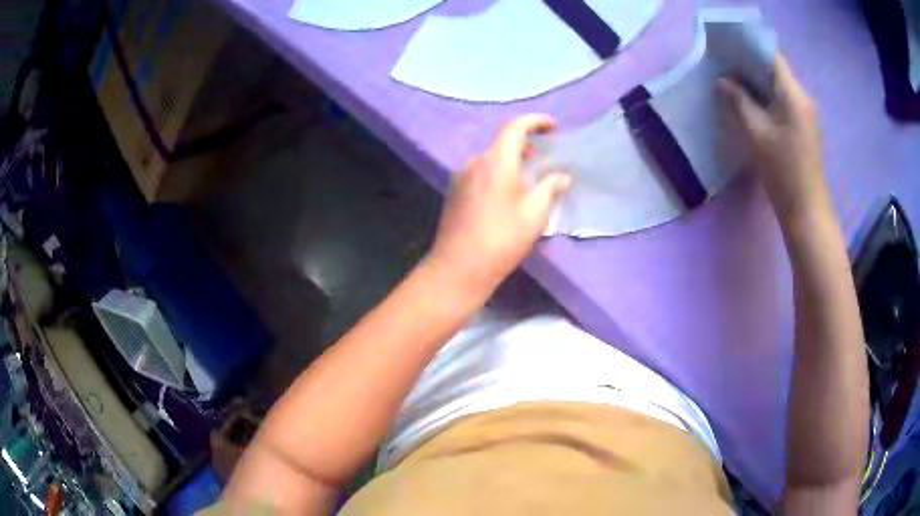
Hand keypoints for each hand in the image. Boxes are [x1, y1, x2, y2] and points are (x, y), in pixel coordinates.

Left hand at [428, 114, 570, 298]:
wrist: (458, 268)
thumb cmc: (501, 239)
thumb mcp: (534, 214)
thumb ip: (549, 188)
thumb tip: (561, 176)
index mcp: (496, 161)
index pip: (515, 127)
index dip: (536, 121)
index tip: (553, 126)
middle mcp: (475, 162)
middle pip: (502, 143)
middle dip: (526, 144)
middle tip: (545, 158)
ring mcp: (461, 177)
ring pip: (491, 159)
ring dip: (511, 162)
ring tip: (529, 180)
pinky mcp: (455, 193)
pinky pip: (481, 173)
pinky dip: (498, 174)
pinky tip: (508, 195)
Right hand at [719, 55, 829, 224]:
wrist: (807, 211)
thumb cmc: (783, 171)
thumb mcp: (756, 134)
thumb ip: (739, 102)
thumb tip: (723, 81)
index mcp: (793, 94)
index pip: (771, 56)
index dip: (750, 49)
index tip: (728, 51)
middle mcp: (803, 98)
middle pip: (775, 70)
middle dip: (751, 66)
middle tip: (725, 68)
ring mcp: (806, 114)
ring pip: (779, 86)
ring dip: (758, 83)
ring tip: (735, 85)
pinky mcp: (804, 127)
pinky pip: (784, 102)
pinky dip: (768, 98)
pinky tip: (753, 106)